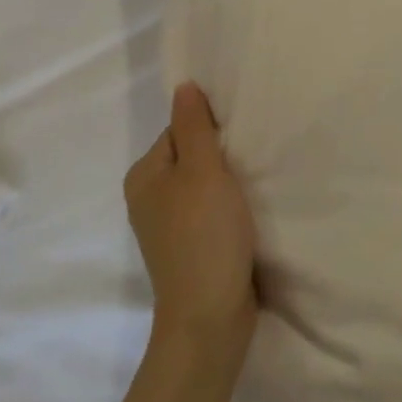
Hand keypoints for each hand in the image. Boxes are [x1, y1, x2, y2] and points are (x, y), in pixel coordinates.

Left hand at [123, 82, 257, 356]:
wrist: (209, 316)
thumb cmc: (205, 235)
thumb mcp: (203, 171)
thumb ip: (194, 127)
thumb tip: (183, 86)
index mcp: (144, 175)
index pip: (180, 130)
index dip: (213, 129)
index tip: (244, 137)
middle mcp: (149, 198)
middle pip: (192, 157)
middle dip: (223, 156)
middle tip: (257, 158)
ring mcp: (169, 227)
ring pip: (204, 186)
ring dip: (230, 183)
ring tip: (258, 184)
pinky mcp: (190, 248)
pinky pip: (210, 213)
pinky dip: (230, 209)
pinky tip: (250, 213)